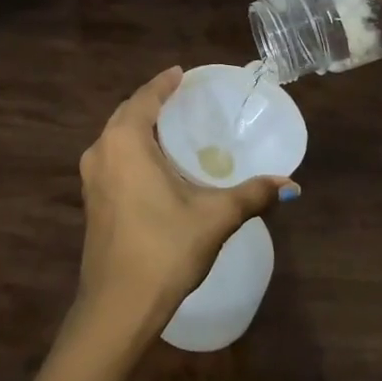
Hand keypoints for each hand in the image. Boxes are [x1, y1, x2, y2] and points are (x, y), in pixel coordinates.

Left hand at [74, 67, 295, 338]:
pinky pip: (113, 159)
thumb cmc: (164, 249)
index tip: (181, 73)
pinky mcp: (92, 200)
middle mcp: (101, 151)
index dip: (164, 83)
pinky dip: (133, 150)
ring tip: (173, 128)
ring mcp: (92, 178)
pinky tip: (156, 164)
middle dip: (152, 103)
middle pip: (127, 114)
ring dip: (141, 128)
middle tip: (183, 99)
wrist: (117, 307)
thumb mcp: (214, 218)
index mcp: (125, 142)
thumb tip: (290, 184)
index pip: (145, 98)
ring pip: (117, 138)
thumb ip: (251, 195)